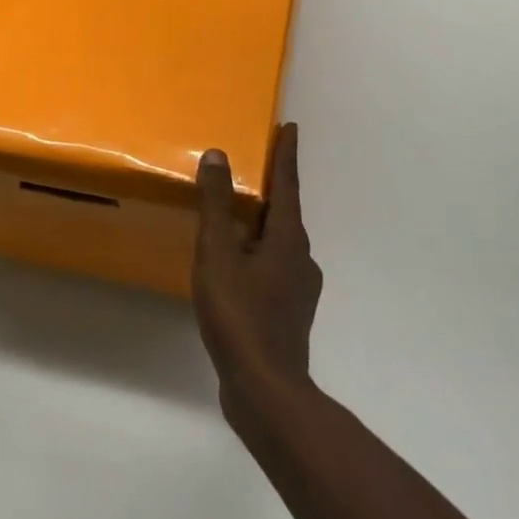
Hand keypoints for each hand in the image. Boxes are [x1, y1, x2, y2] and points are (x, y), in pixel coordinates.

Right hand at [193, 124, 321, 415]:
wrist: (266, 391)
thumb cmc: (240, 314)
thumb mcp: (218, 253)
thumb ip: (217, 204)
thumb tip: (219, 155)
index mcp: (289, 238)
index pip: (288, 184)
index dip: (286, 154)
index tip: (290, 127)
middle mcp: (301, 257)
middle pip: (286, 212)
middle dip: (272, 188)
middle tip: (254, 167)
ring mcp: (298, 288)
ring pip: (279, 242)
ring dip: (262, 224)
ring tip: (237, 216)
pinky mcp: (288, 312)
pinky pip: (272, 267)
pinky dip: (256, 253)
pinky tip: (235, 266)